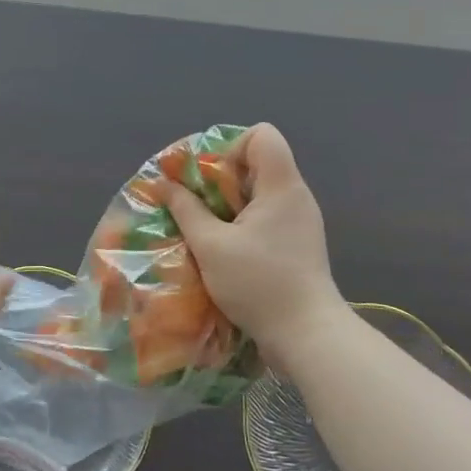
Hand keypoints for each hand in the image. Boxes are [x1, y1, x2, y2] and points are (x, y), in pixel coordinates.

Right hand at [165, 125, 343, 351]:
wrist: (307, 335)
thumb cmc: (259, 283)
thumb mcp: (211, 246)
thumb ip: (186, 209)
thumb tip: (163, 183)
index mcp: (282, 186)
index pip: (262, 134)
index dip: (231, 147)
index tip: (210, 179)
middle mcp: (296, 196)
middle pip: (257, 163)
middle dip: (222, 179)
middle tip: (197, 206)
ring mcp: (301, 222)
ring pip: (260, 193)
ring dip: (229, 205)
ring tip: (206, 230)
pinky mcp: (299, 245)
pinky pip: (267, 217)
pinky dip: (243, 224)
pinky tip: (225, 251)